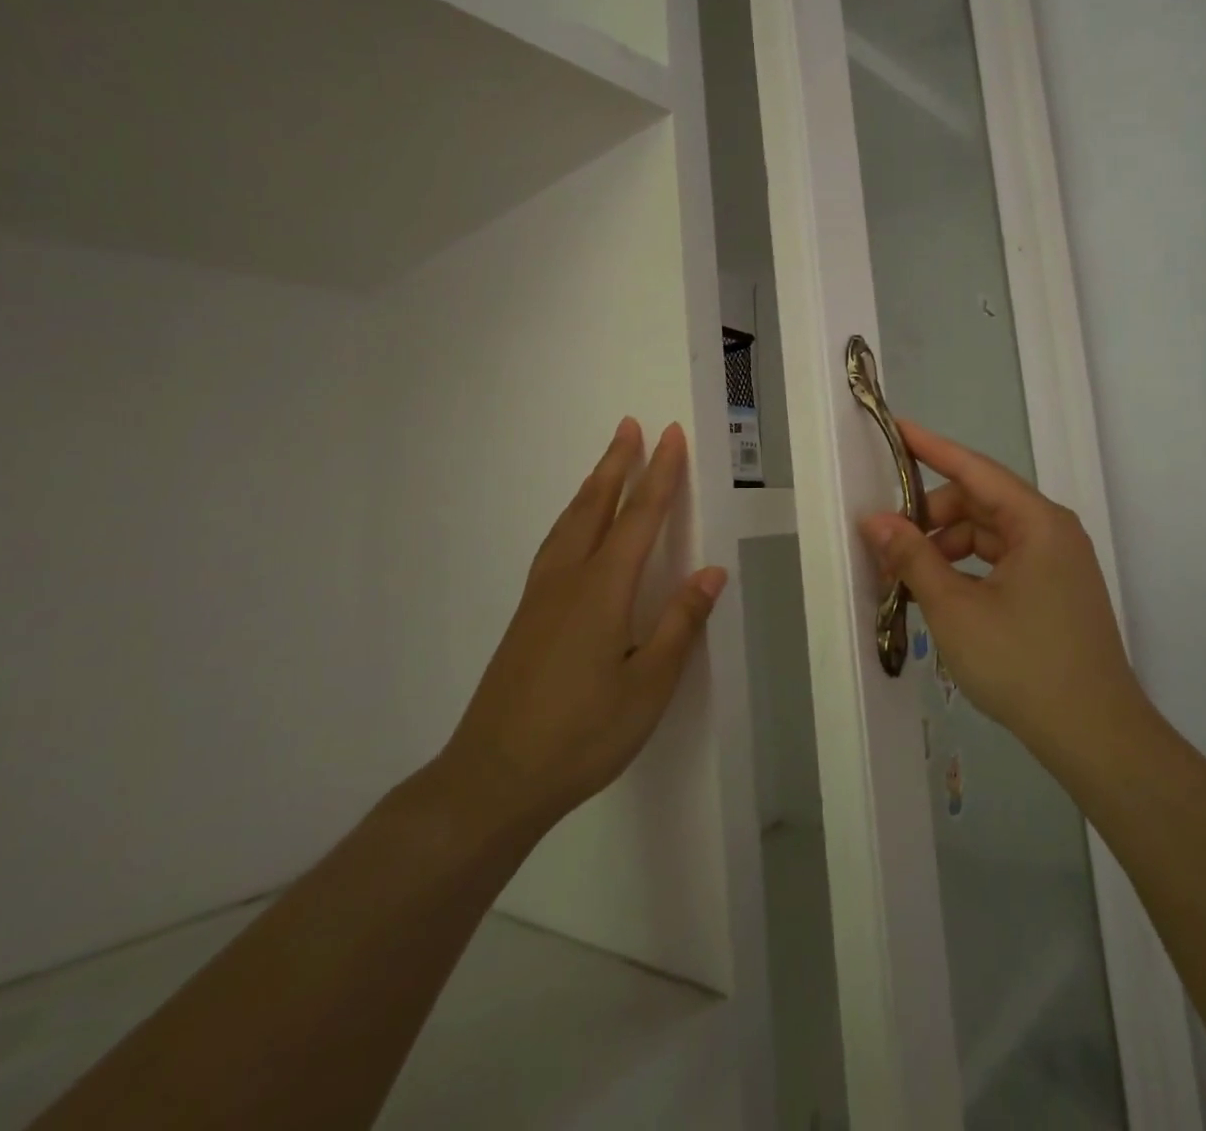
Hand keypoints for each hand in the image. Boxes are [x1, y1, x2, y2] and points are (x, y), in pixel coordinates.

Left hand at [435, 419, 725, 833]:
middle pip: (596, 506)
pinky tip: (574, 529)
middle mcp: (568, 579)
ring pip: (569, 522)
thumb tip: (712, 571)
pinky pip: (555, 545)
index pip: (640, 517)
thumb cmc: (582, 734)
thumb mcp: (648, 685)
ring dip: (593, 486)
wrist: (493, 778)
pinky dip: (573, 517)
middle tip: (630, 426)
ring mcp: (541, 597)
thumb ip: (680, 623)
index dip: (660, 474)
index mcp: (603, 589)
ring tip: (607, 463)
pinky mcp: (526, 617)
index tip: (671, 436)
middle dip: (617, 463)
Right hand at [859, 421, 1150, 761]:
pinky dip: (967, 569)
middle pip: (979, 503)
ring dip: (946, 547)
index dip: (931, 448)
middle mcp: (1052, 532)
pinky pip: (1001, 563)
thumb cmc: (1022, 663)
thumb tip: (875, 520)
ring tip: (907, 576)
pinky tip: (939, 595)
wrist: (1094, 736)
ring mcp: (1057, 564)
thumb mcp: (954, 608)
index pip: (974, 468)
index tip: (896, 428)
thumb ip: (912, 557)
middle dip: (931, 516)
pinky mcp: (1054, 592)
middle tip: (887, 541)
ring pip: (988, 536)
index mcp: (1037, 522)